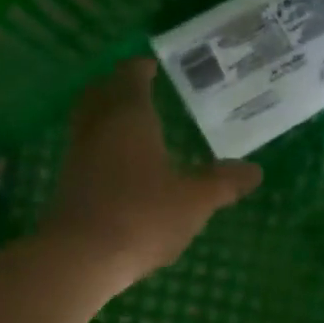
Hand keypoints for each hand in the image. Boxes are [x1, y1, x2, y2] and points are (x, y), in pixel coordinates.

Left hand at [44, 58, 261, 287]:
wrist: (81, 257)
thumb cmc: (142, 216)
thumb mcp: (194, 201)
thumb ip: (223, 183)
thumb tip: (255, 170)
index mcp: (130, 117)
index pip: (131, 76)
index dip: (141, 68)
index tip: (153, 65)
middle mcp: (98, 127)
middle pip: (100, 92)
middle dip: (117, 85)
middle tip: (138, 87)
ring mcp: (78, 155)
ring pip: (88, 120)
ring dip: (105, 114)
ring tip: (131, 123)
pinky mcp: (68, 183)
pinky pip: (85, 148)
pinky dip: (100, 144)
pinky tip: (119, 163)